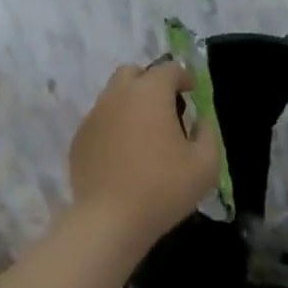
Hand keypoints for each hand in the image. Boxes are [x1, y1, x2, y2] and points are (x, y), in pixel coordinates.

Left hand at [69, 61, 219, 248]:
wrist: (110, 218)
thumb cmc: (163, 188)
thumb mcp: (205, 165)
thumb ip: (208, 134)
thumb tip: (199, 121)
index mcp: (149, 93)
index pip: (167, 69)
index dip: (182, 77)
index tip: (191, 92)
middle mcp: (117, 95)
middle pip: (132, 73)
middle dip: (150, 82)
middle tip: (164, 107)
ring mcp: (94, 115)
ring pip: (113, 95)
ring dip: (129, 103)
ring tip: (143, 133)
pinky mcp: (79, 137)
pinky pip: (99, 120)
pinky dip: (113, 126)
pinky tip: (122, 153)